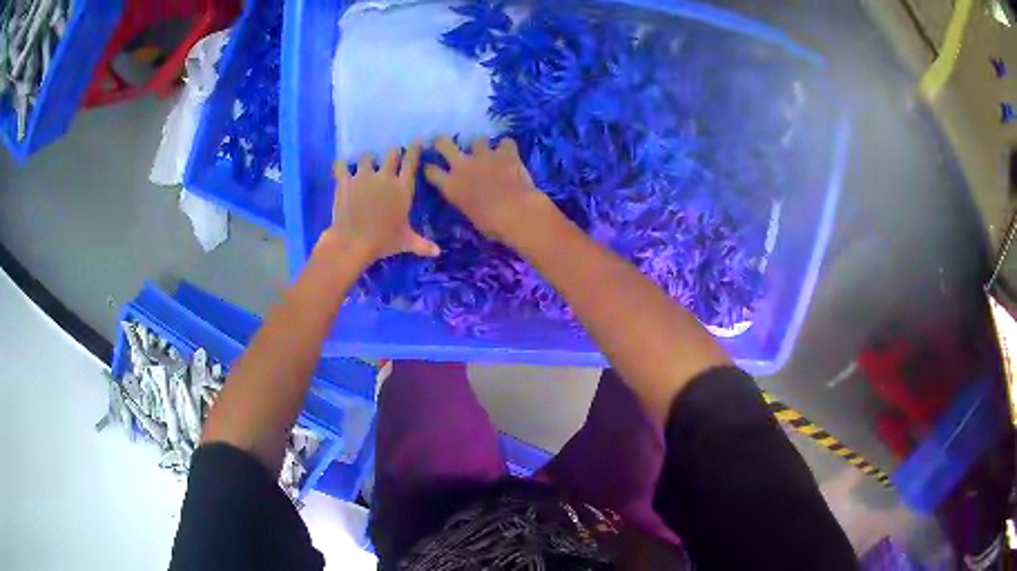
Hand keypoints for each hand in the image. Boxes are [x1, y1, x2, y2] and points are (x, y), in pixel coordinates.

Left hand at [323, 143, 439, 264]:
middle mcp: (385, 177)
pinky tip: (341, 165)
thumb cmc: (384, 241)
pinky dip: (341, 165)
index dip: (414, 149)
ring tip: (366, 162)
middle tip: (391, 154)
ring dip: (367, 159)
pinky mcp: (345, 181)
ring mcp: (363, 177)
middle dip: (392, 152)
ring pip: (366, 157)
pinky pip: (341, 166)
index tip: (416, 141)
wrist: (353, 242)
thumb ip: (422, 244)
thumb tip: (438, 253)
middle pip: (391, 154)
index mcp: (403, 188)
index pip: (411, 162)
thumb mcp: (406, 242)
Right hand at [425, 136, 550, 245]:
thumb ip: (466, 202)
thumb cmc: (491, 225)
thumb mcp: (469, 216)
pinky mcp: (505, 153)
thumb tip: (470, 200)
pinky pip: (506, 142)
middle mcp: (462, 166)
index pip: (431, 171)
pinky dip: (508, 147)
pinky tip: (511, 153)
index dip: (430, 167)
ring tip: (489, 153)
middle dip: (442, 141)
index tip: (431, 166)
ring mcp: (484, 156)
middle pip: (443, 143)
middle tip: (446, 144)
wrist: (516, 214)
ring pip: (477, 140)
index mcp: (451, 187)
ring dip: (482, 146)